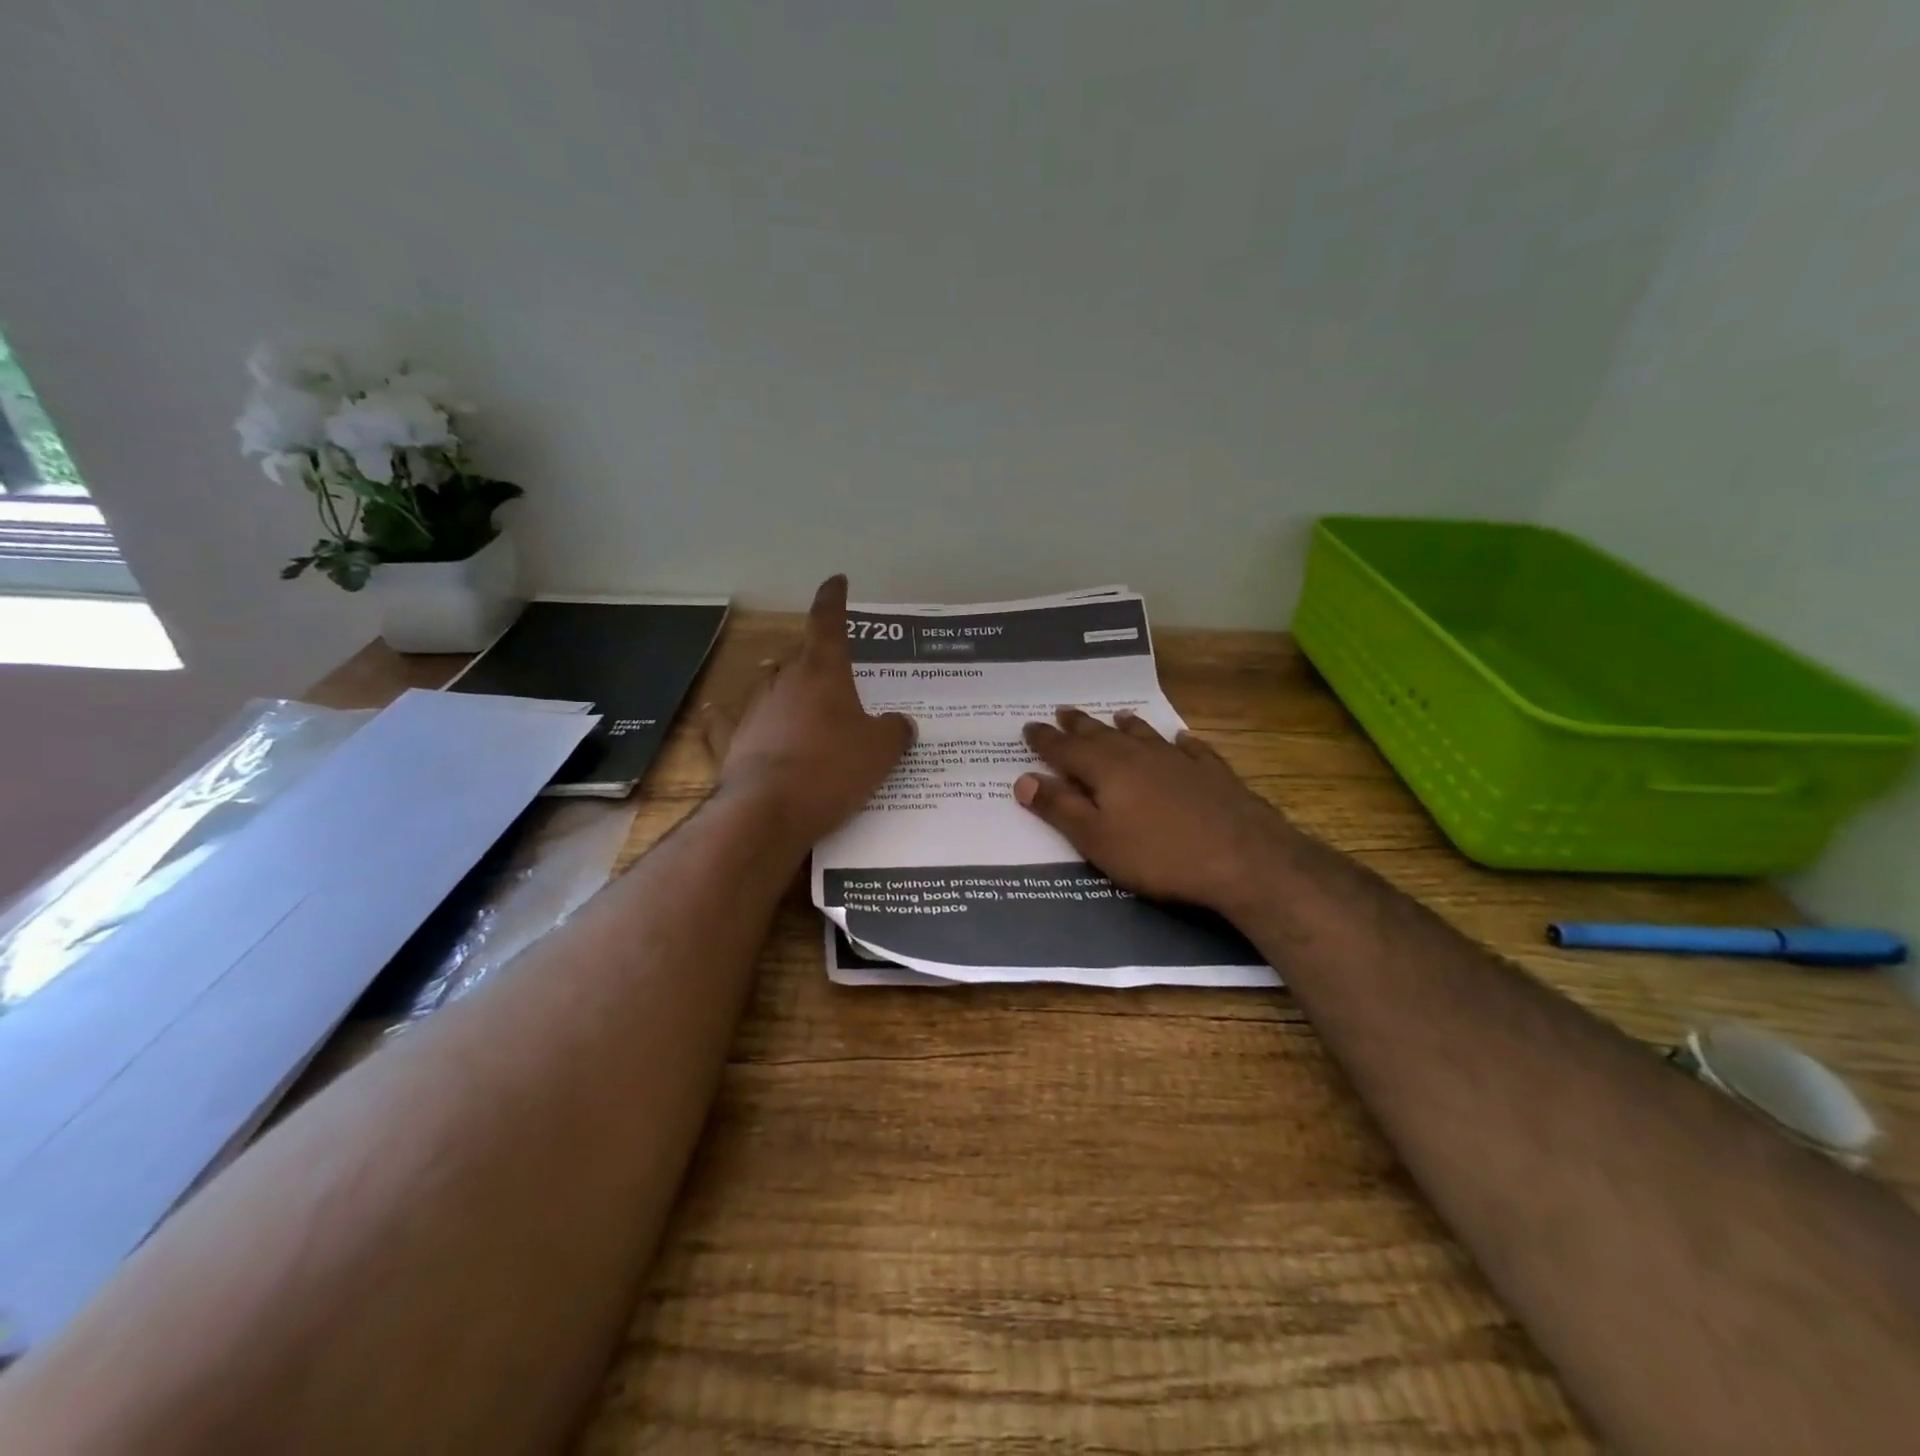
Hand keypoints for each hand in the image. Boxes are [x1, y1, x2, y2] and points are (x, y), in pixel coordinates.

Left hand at [702, 575, 914, 845]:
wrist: (771, 810)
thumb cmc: (833, 769)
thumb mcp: (881, 752)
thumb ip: (895, 731)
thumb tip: (901, 724)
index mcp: (823, 673)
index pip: (828, 622)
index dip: (834, 600)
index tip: (836, 581)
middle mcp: (784, 681)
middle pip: (798, 656)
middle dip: (813, 659)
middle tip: (832, 677)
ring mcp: (754, 709)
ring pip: (767, 684)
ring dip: (781, 686)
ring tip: (794, 698)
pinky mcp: (731, 741)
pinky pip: (727, 721)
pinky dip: (727, 717)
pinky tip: (720, 714)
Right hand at [1015, 707, 1292, 912]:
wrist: (1243, 858)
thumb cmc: (1159, 855)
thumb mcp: (1097, 840)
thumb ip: (1060, 808)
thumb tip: (1023, 779)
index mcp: (1106, 769)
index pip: (1065, 749)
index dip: (1045, 740)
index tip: (1029, 727)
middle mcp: (1139, 755)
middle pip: (1102, 735)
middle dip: (1080, 725)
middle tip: (1064, 711)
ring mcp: (1179, 761)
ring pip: (1145, 735)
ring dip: (1127, 726)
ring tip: (1118, 715)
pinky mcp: (1213, 773)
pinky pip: (1191, 749)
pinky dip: (1180, 742)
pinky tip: (1181, 739)